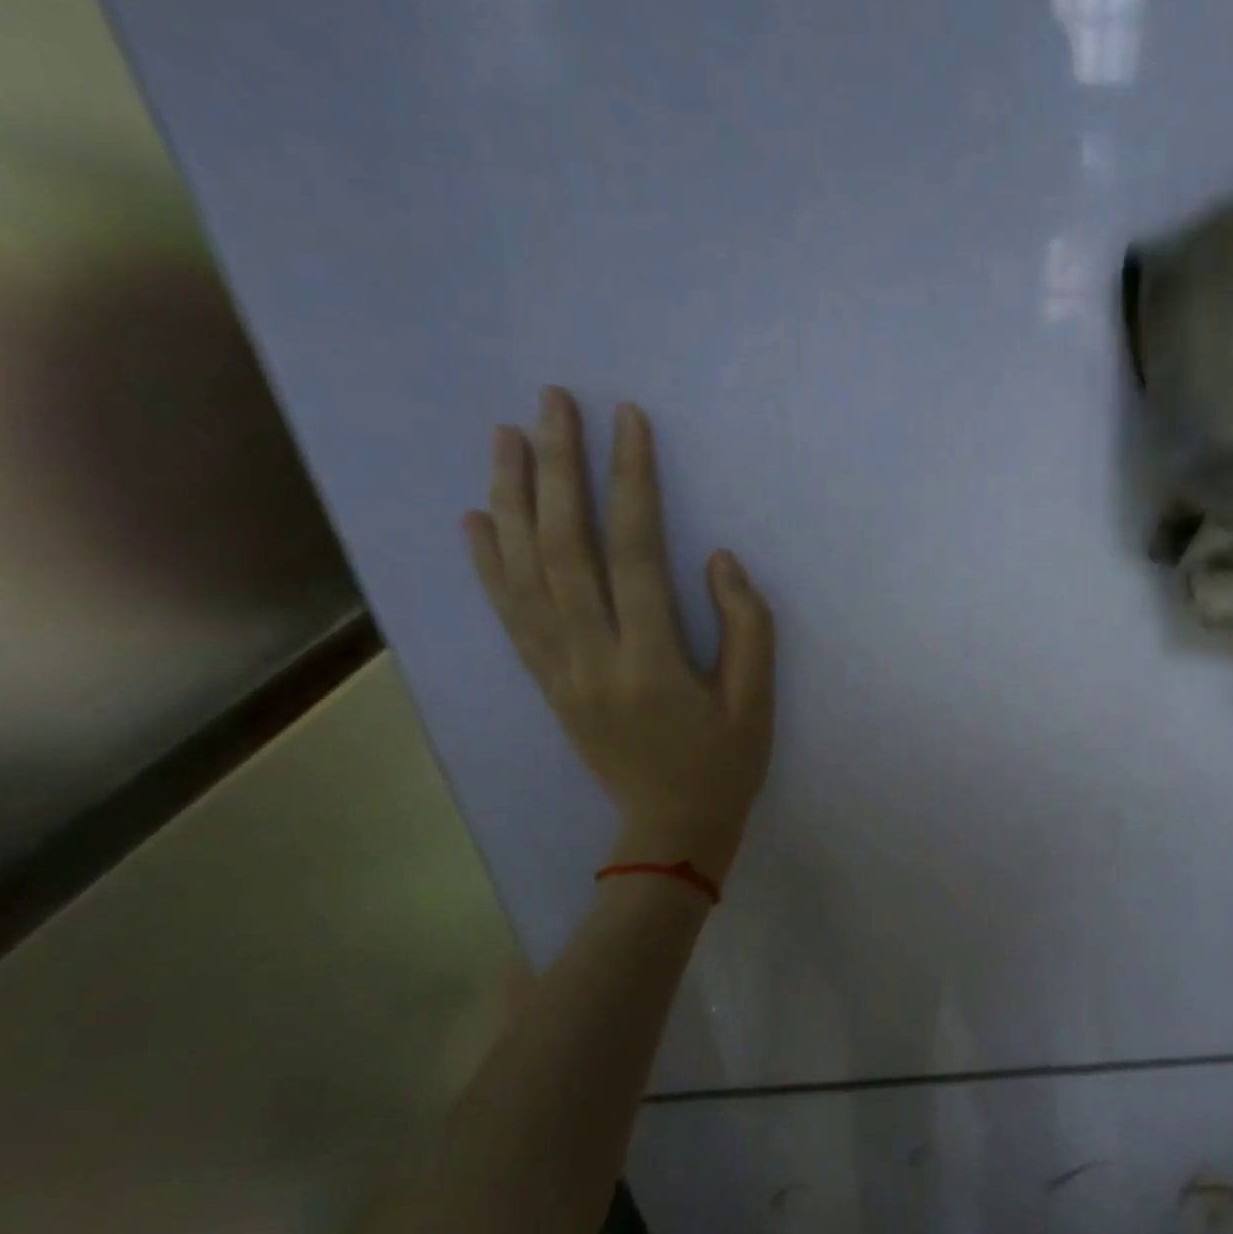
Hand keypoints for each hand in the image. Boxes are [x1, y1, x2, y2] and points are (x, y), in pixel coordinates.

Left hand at [462, 387, 774, 883]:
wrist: (669, 831)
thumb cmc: (724, 766)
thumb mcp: (758, 703)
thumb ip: (746, 626)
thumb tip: (717, 559)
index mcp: (651, 663)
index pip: (634, 554)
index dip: (631, 483)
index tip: (627, 421)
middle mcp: (591, 659)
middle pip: (563, 549)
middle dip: (557, 468)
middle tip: (551, 401)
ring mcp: (559, 671)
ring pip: (523, 575)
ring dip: (511, 500)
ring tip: (505, 436)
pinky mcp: (546, 682)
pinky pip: (509, 616)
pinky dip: (487, 564)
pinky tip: (474, 519)